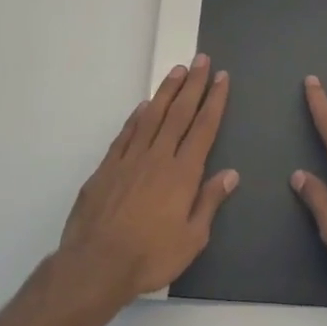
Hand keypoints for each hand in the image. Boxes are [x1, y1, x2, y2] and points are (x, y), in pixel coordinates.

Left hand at [58, 56, 237, 301]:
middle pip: (179, 114)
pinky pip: (125, 134)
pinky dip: (136, 117)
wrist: (96, 265)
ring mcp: (129, 160)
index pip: (204, 128)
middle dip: (193, 85)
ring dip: (166, 92)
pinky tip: (142, 106)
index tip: (221, 78)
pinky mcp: (106, 168)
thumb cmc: (151, 256)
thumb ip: (209, 202)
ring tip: (177, 70)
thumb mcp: (193, 238)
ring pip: (151, 117)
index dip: (214, 101)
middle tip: (201, 60)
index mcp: (183, 173)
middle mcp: (157, 158)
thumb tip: (230, 174)